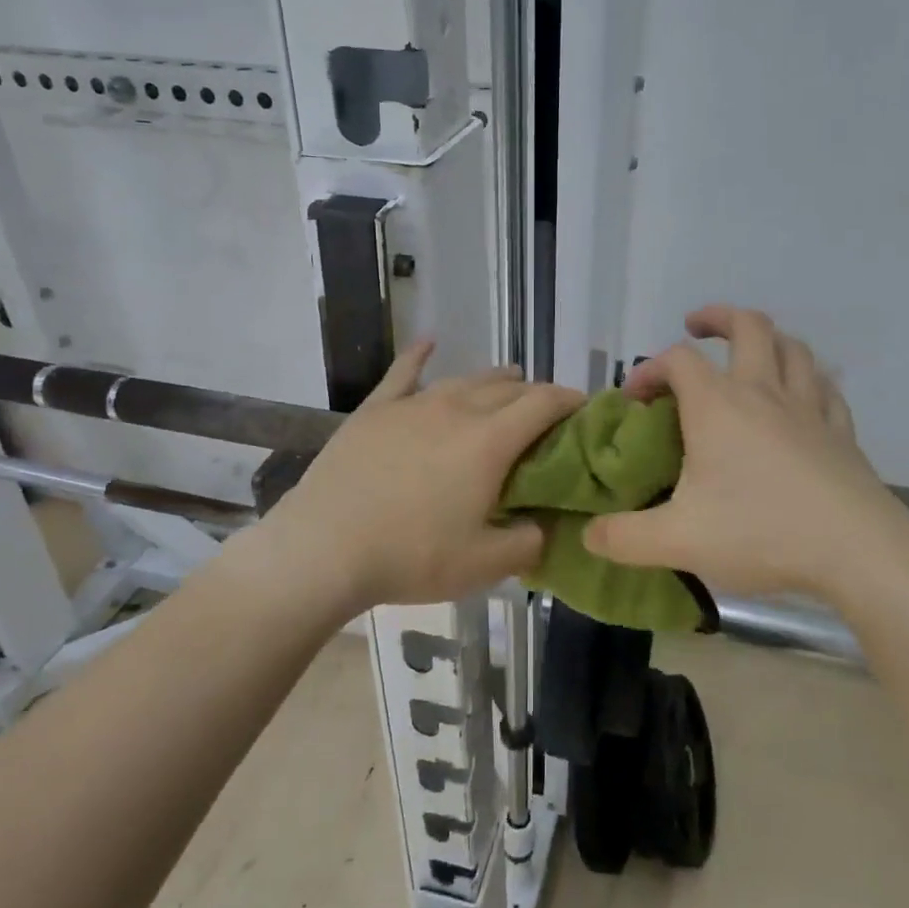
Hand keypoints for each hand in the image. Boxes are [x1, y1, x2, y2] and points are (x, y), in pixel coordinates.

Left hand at [244, 343, 584, 615]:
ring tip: (508, 380)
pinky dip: (420, 355)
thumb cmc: (411, 556)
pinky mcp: (375, 410)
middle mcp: (456, 409)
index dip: (570, 400)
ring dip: (493, 379)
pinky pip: (403, 372)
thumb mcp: (484, 565)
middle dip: (534, 393)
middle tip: (545, 412)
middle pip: (506, 387)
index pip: (543, 403)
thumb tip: (546, 526)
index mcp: (489, 441)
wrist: (324, 548)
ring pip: (464, 379)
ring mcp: (412, 405)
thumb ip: (529, 543)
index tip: (584, 407)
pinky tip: (430, 342)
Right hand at [583, 306, 908, 600]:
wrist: (856, 551)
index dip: (649, 369)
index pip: (676, 361)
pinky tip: (801, 396)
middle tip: (696, 328)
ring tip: (750, 353)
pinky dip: (806, 379)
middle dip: (717, 318)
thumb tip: (589, 535)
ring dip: (767, 339)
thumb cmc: (760, 533)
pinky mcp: (841, 430)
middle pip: (747, 326)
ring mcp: (808, 407)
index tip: (634, 399)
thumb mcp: (677, 541)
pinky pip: (824, 387)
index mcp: (717, 406)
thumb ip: (624, 538)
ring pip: (792, 348)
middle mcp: (763, 392)